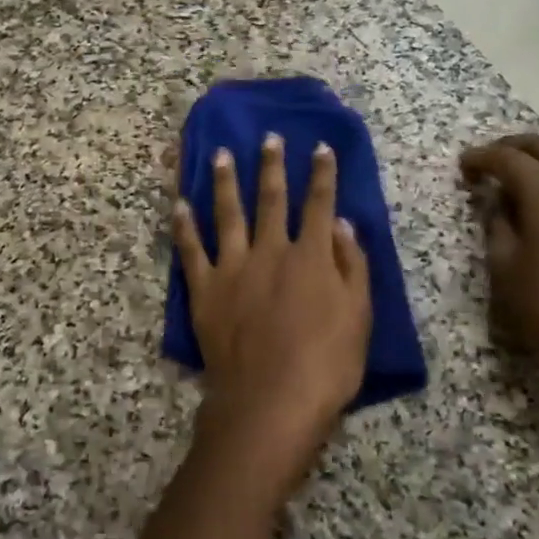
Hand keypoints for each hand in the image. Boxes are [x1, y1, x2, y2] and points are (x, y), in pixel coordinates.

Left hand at [173, 135, 371, 501]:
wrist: (270, 401)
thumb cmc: (326, 365)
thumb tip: (342, 223)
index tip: (321, 147)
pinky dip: (184, 226)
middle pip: (271, 199)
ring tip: (222, 154)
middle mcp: (270, 251)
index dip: (322, 174)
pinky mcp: (204, 290)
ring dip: (226, 181)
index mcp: (310, 256)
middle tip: (268, 137)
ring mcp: (232, 268)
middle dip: (272, 166)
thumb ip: (351, 265)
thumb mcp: (359, 316)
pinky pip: (191, 251)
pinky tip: (179, 204)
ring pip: (228, 214)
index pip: (319, 203)